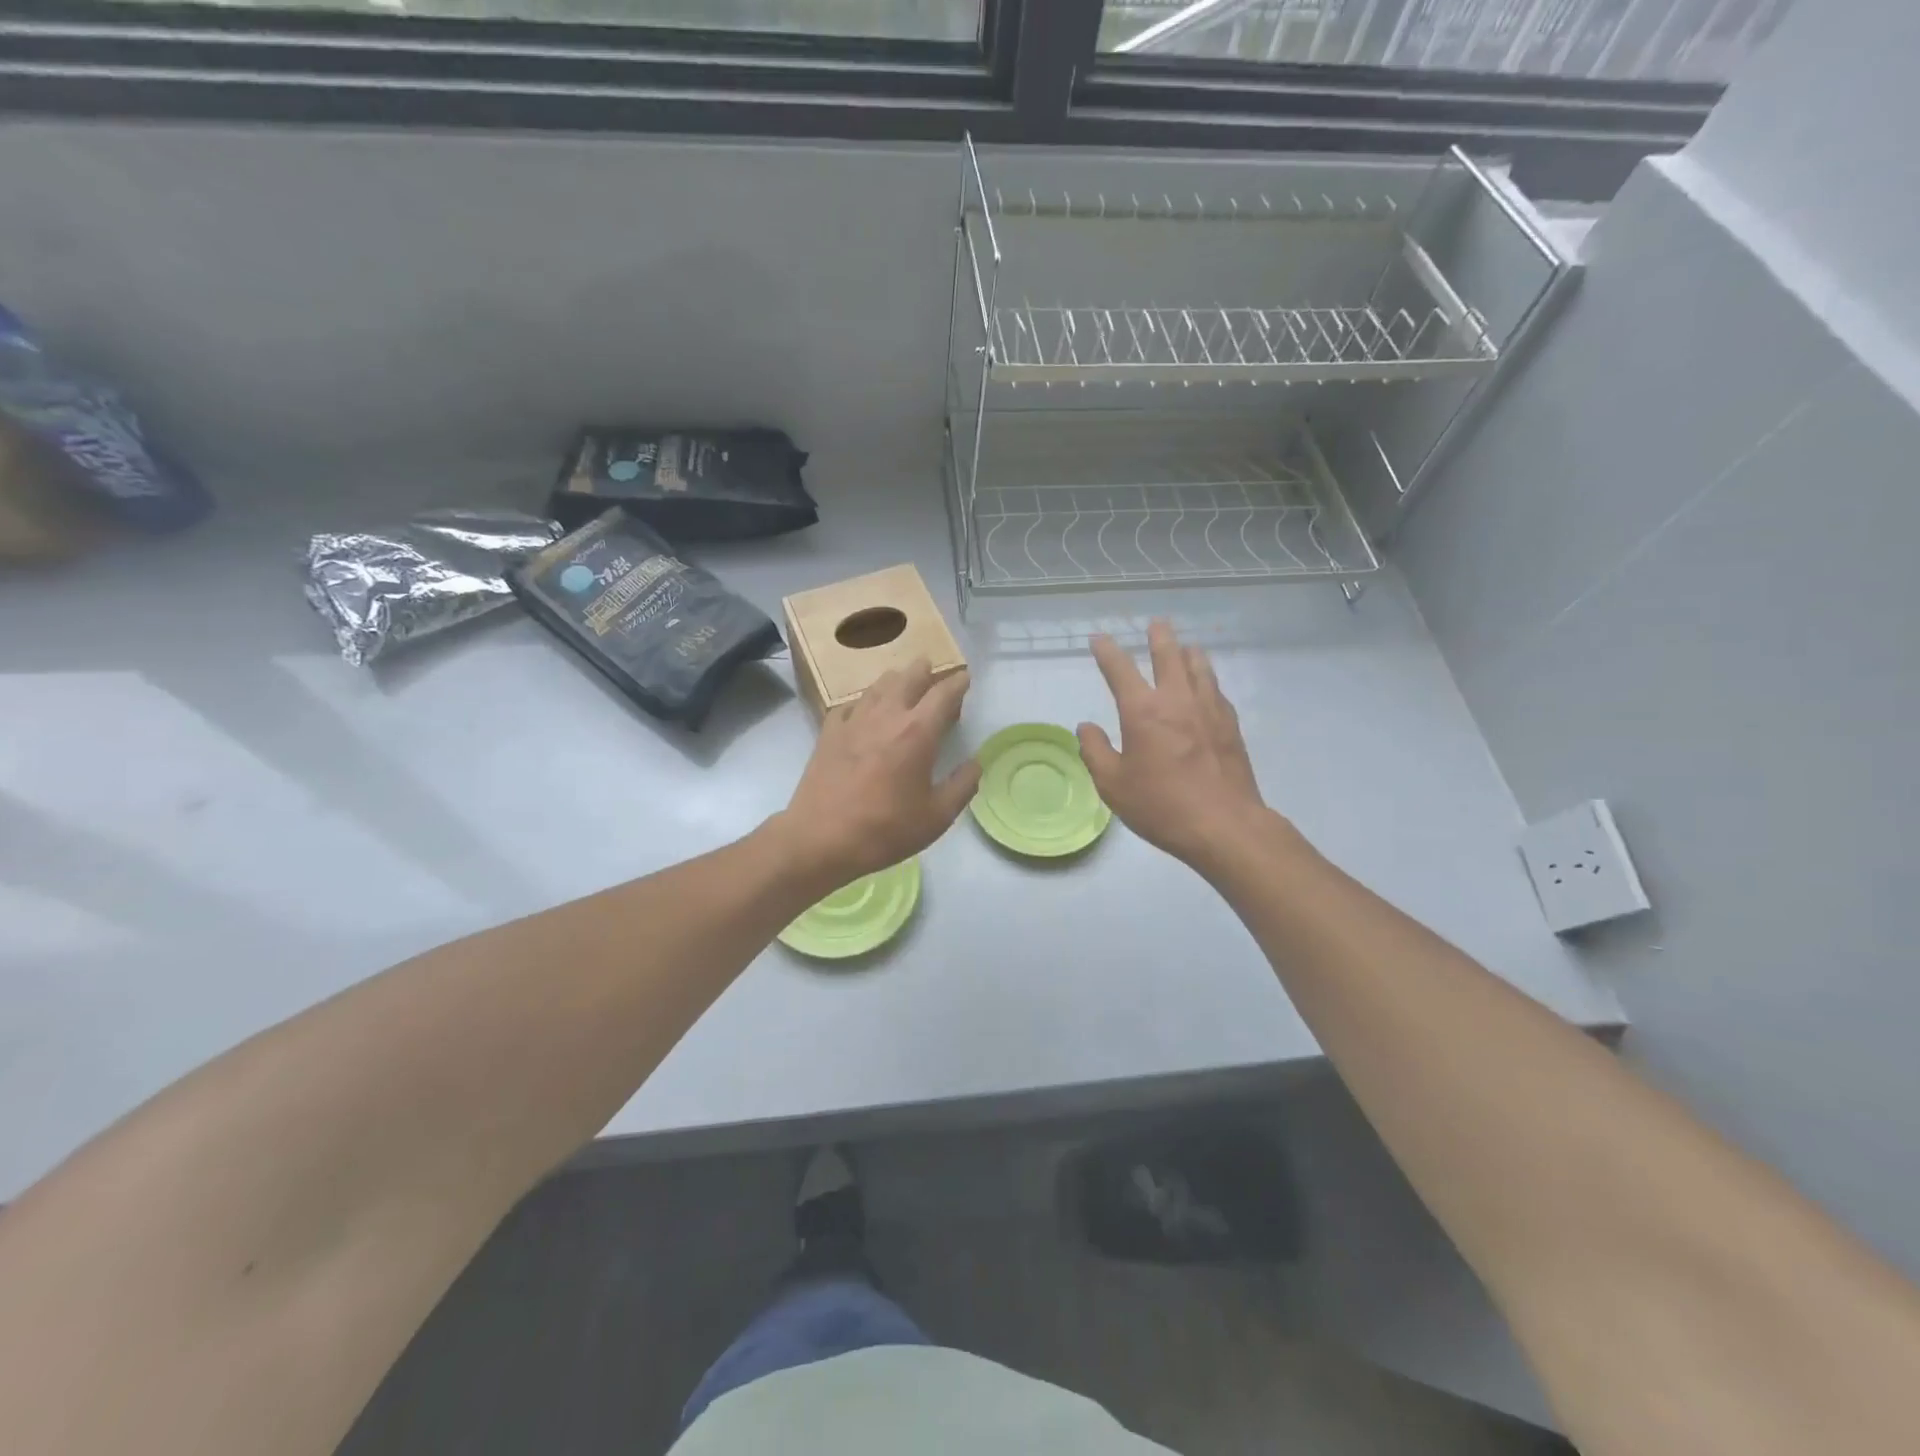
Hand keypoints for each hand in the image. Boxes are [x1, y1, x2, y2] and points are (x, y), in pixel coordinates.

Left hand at [776, 659, 981, 886]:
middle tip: (933, 670)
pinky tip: (865, 710)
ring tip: (902, 682)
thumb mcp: (937, 817)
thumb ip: (962, 786)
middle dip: (925, 670)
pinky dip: (865, 701)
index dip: (958, 682)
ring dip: (896, 680)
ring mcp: (854, 721)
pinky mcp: (829, 732)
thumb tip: (975, 763)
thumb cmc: (885, 829)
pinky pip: (851, 704)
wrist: (821, 838)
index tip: (965, 678)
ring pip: (878, 685)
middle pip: (909, 678)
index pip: (944, 694)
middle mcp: (887, 716)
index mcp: (918, 732)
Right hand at [1076, 621, 1274, 871]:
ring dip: (1189, 653)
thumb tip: (1086, 727)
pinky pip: (1216, 690)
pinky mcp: (1230, 725)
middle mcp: (1177, 700)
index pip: (1120, 669)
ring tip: (1186, 646)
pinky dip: (1207, 680)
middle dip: (1159, 636)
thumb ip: (1095, 751)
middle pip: (1169, 655)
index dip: (1107, 651)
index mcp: (1143, 711)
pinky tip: (1207, 686)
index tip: (1099, 639)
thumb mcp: (1113, 785)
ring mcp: (1209, 710)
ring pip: (1199, 667)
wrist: (1224, 825)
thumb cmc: (1161, 805)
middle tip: (1156, 623)